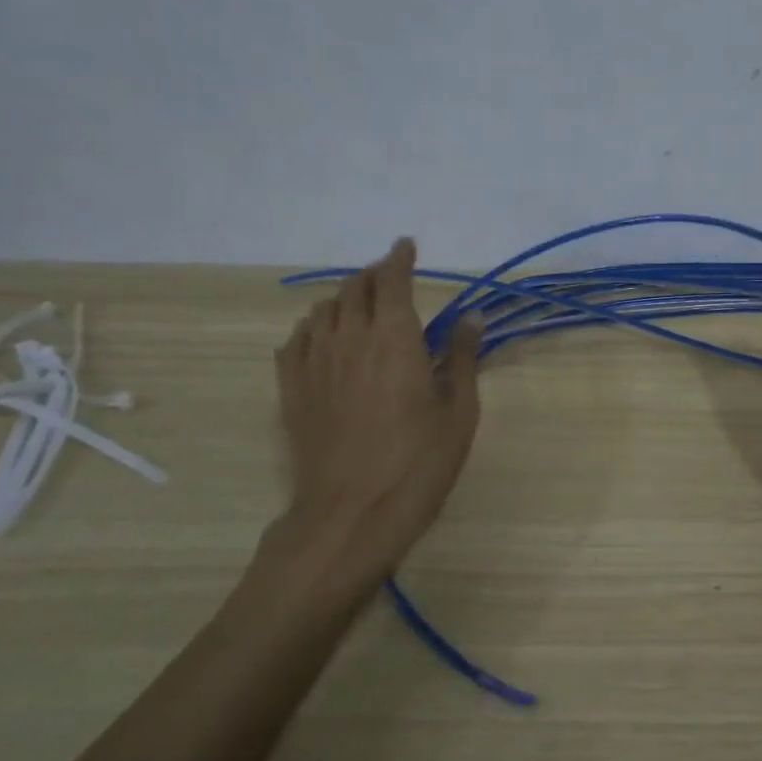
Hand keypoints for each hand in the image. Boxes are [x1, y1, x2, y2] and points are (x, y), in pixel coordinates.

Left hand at [268, 238, 482, 588]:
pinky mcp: (291, 389)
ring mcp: (313, 362)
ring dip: (343, 299)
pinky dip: (312, 328)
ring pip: (322, 310)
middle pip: (355, 288)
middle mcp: (349, 338)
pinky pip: (295, 340)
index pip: (392, 280)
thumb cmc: (418, 464)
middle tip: (390, 279)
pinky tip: (322, 338)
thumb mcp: (458, 413)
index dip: (399, 258)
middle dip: (374, 276)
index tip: (407, 246)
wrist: (351, 513)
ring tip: (359, 307)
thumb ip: (460, 359)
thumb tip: (470, 318)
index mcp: (394, 338)